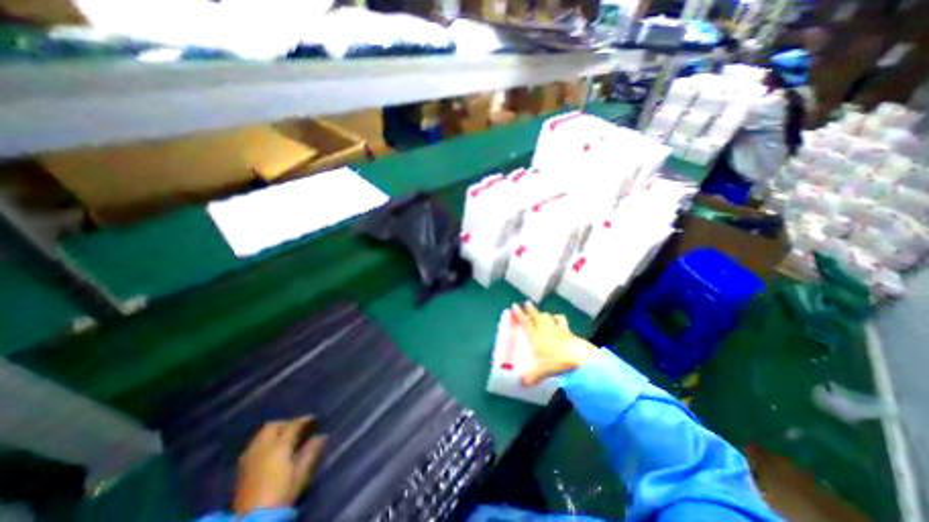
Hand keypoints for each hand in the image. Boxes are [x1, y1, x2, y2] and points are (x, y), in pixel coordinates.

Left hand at [233, 416, 327, 513]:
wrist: (253, 520)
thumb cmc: (282, 493)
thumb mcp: (301, 473)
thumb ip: (311, 451)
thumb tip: (321, 436)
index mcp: (279, 445)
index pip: (293, 425)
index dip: (304, 420)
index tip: (313, 419)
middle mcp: (262, 447)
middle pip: (273, 426)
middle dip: (286, 424)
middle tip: (297, 429)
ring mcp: (249, 457)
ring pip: (261, 435)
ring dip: (274, 433)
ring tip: (285, 439)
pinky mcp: (241, 469)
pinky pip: (254, 446)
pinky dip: (265, 443)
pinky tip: (272, 452)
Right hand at [511, 301, 598, 386]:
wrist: (578, 357)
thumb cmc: (555, 361)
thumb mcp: (541, 371)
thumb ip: (531, 377)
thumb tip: (522, 384)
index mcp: (535, 336)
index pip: (525, 322)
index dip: (519, 314)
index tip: (514, 305)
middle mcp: (545, 329)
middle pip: (536, 315)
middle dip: (531, 309)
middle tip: (527, 303)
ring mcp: (557, 328)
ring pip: (549, 316)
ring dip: (544, 313)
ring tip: (543, 313)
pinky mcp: (568, 331)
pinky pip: (562, 321)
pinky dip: (558, 319)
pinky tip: (558, 319)